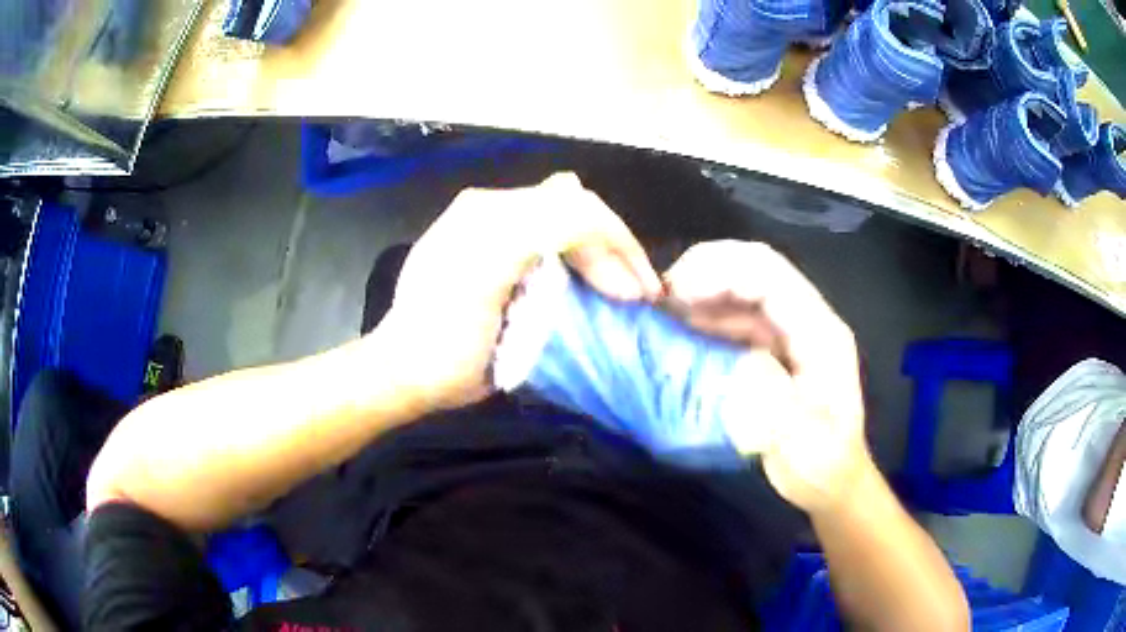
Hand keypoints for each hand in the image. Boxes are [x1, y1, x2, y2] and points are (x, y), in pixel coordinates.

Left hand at [377, 173, 661, 410]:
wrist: (405, 371)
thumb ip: (536, 233)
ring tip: (616, 290)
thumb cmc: (446, 347)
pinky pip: (549, 231)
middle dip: (615, 250)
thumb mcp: (486, 286)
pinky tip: (583, 282)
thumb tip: (589, 211)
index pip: (576, 210)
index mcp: (491, 216)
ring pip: (567, 218)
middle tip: (636, 297)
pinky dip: (577, 254)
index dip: (618, 248)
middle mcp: (491, 206)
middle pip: (575, 209)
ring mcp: (488, 220)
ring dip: (599, 253)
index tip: (639, 297)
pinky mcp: (488, 239)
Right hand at [664, 240, 870, 512]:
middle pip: (755, 270)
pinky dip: (706, 319)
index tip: (675, 293)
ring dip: (703, 293)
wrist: (832, 483)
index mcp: (819, 332)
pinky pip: (736, 320)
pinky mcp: (773, 351)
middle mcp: (805, 321)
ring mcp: (789, 334)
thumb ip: (773, 403)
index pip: (771, 275)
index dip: (722, 271)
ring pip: (743, 292)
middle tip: (660, 298)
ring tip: (661, 312)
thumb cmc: (823, 464)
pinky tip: (680, 333)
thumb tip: (730, 366)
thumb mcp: (803, 442)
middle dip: (706, 272)